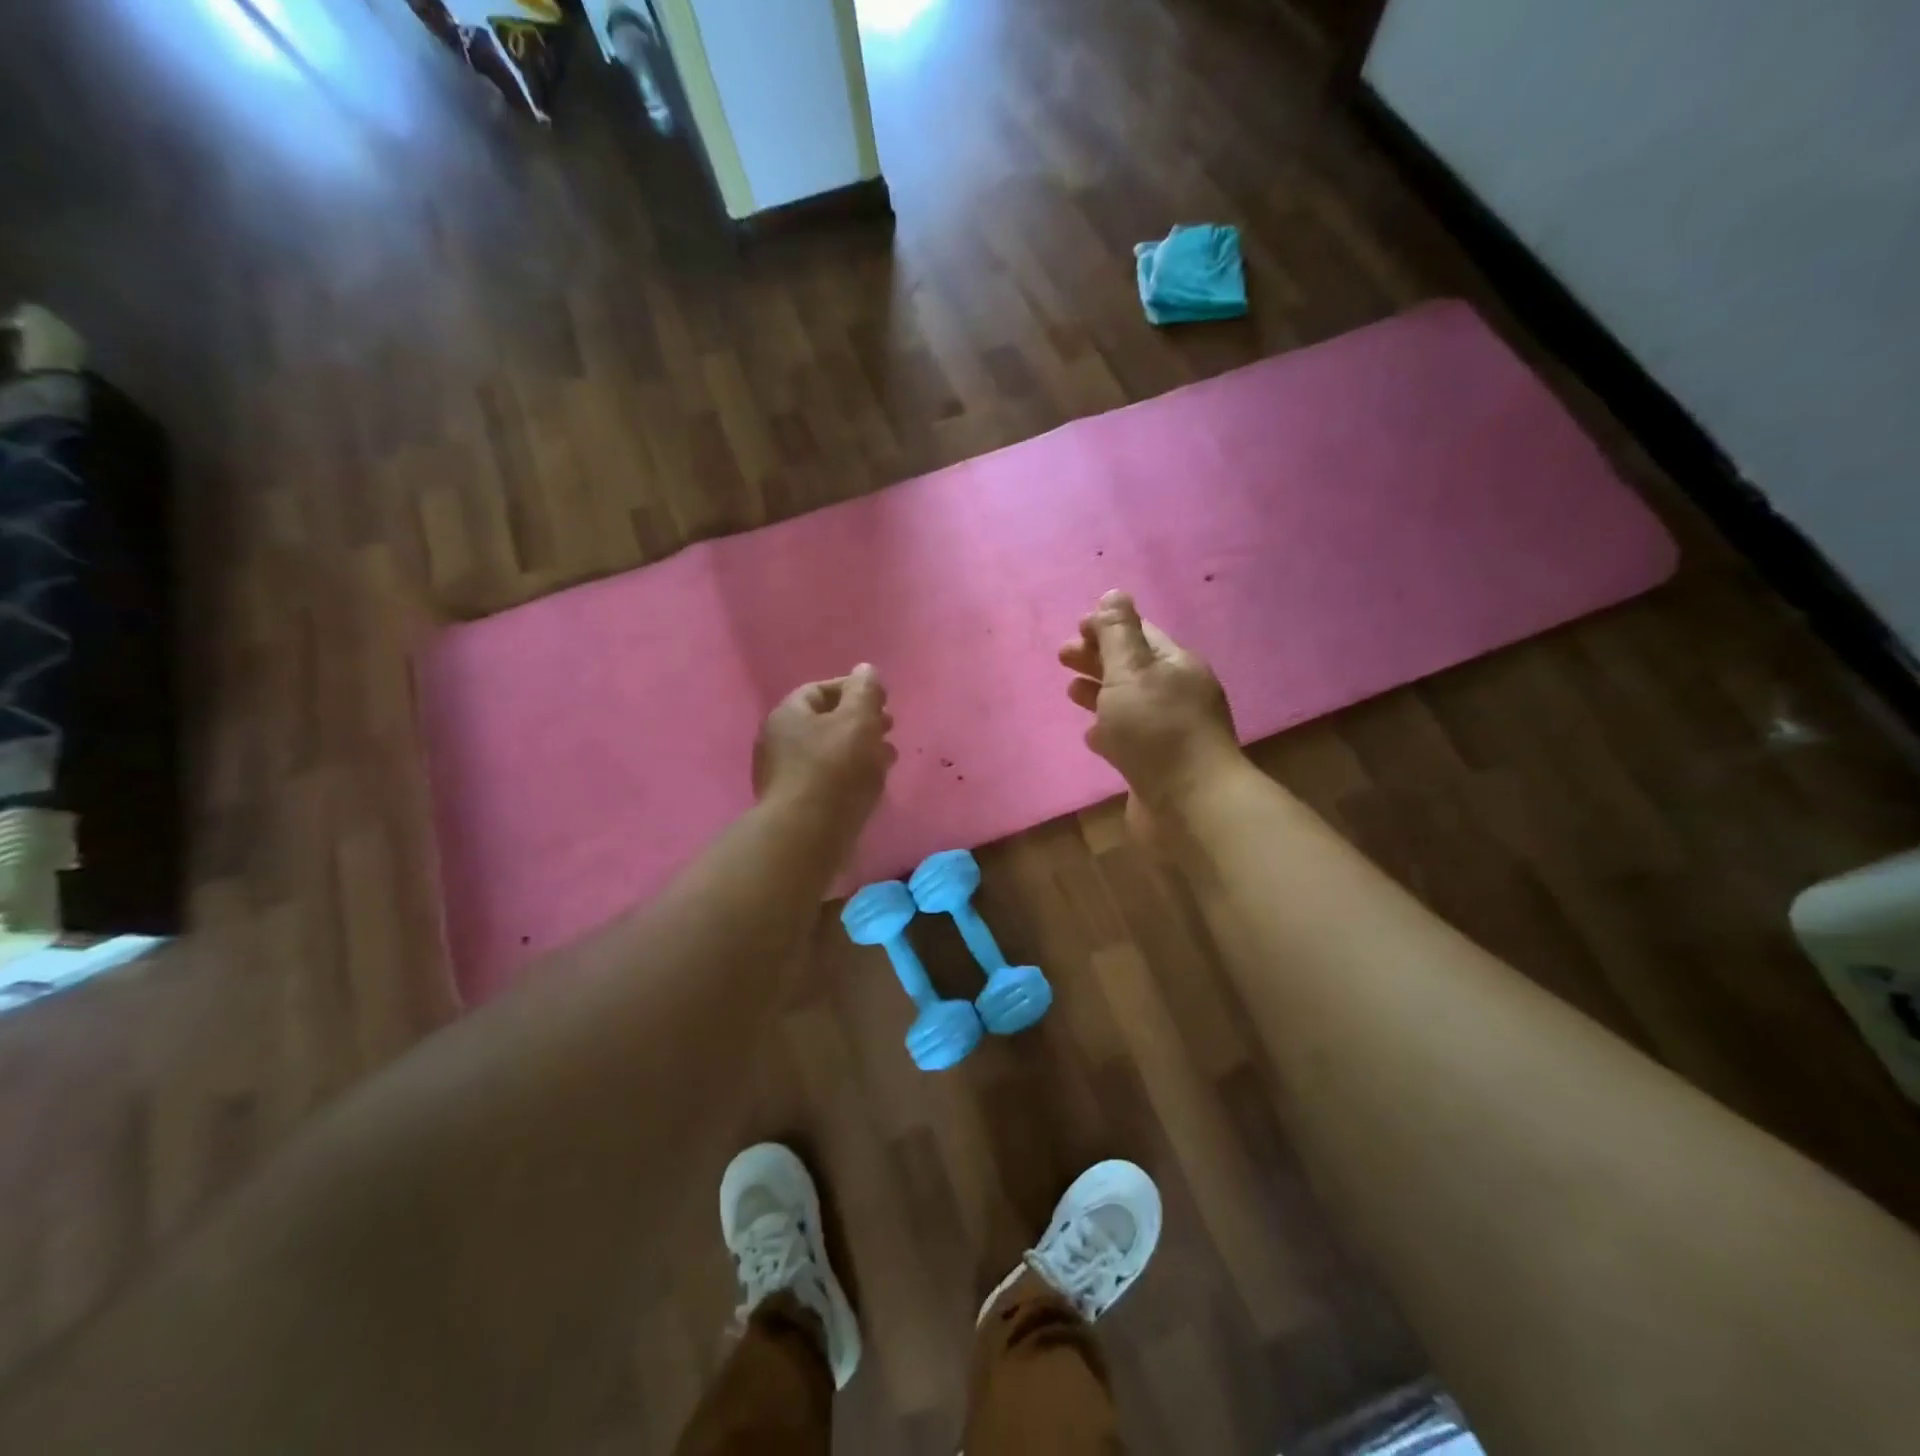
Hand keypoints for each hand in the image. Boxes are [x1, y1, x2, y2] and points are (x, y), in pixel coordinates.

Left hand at [754, 664, 897, 824]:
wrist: (807, 834)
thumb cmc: (834, 768)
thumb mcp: (858, 719)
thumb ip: (865, 691)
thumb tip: (866, 670)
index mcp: (788, 714)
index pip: (821, 690)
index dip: (854, 690)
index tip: (883, 700)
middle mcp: (779, 741)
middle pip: (825, 722)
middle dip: (861, 722)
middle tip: (889, 728)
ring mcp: (785, 775)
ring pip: (829, 753)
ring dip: (860, 750)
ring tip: (888, 758)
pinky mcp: (797, 804)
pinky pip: (828, 780)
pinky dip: (851, 775)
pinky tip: (872, 785)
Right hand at [1059, 591, 1241, 827]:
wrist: (1191, 805)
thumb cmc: (1157, 730)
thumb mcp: (1132, 671)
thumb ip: (1118, 633)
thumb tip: (1113, 593)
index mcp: (1176, 665)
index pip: (1140, 634)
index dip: (1107, 627)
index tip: (1074, 629)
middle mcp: (1178, 694)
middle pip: (1133, 667)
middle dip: (1097, 659)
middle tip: (1062, 658)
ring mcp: (1170, 732)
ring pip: (1129, 704)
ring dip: (1100, 693)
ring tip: (1070, 692)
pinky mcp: (1159, 766)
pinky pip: (1130, 739)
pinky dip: (1108, 731)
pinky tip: (1091, 736)